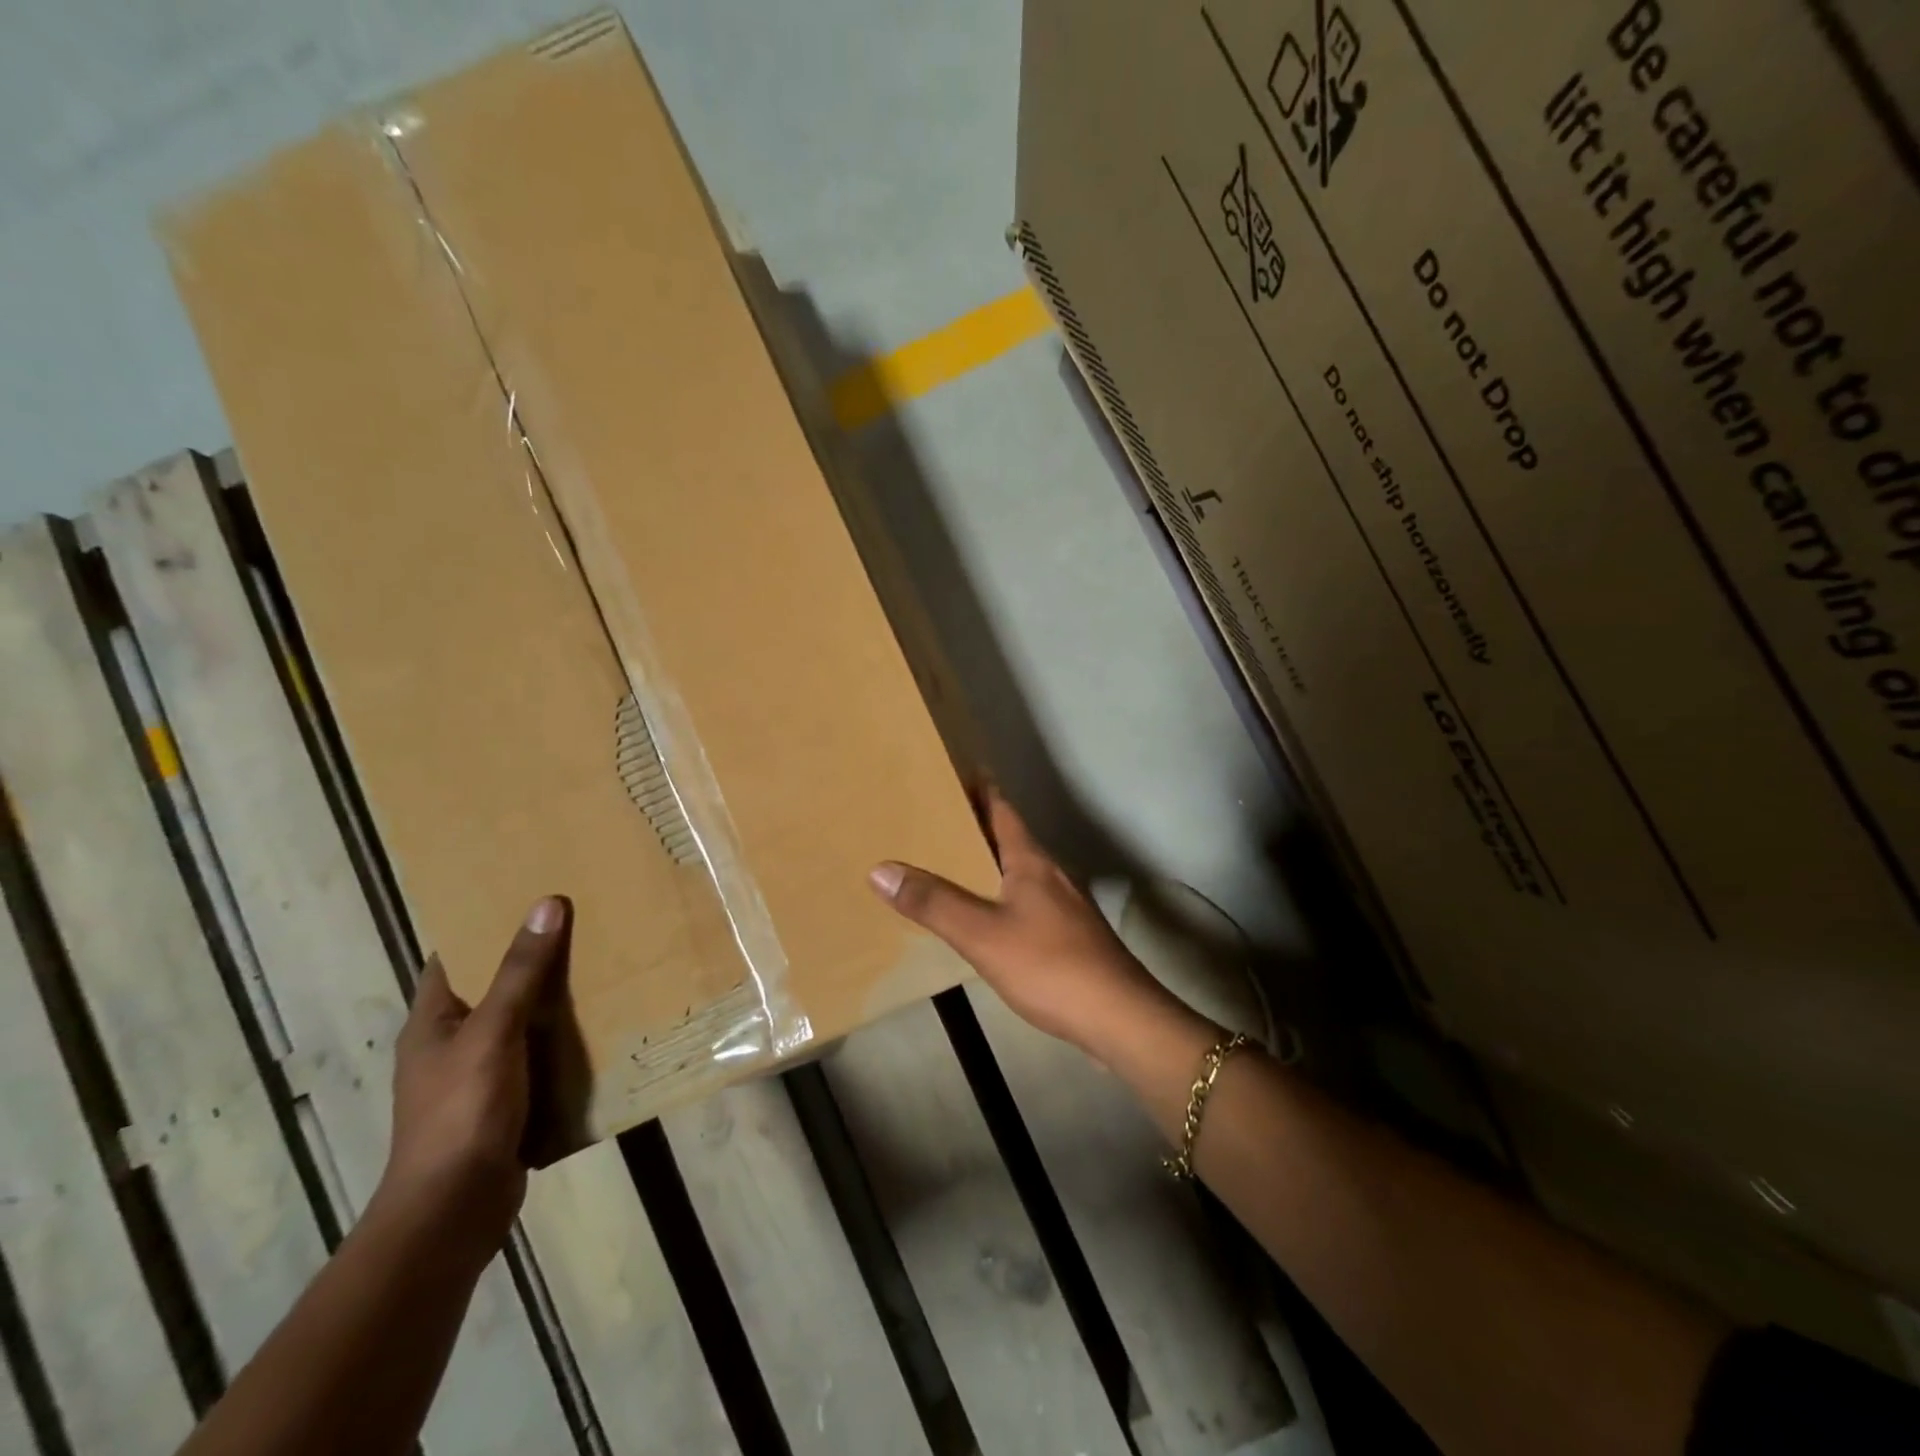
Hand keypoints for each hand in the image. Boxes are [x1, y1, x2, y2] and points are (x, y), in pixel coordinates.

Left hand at [373, 896, 569, 1252]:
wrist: (454, 1210)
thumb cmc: (462, 1112)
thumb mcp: (494, 1033)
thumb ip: (521, 972)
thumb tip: (547, 905)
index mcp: (433, 1022)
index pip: (453, 958)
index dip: (483, 925)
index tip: (527, 896)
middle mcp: (452, 1044)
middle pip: (493, 987)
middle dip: (532, 959)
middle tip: (581, 923)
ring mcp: (478, 1077)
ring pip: (521, 1024)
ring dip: (554, 1002)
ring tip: (601, 965)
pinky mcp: (506, 1104)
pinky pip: (538, 1058)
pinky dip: (564, 1042)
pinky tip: (601, 1026)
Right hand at [868, 788, 1164, 1052]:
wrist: (1118, 1016)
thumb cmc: (1049, 965)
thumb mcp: (981, 934)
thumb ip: (933, 902)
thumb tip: (881, 869)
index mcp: (1031, 861)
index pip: (1003, 809)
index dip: (980, 788)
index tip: (954, 771)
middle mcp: (1051, 874)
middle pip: (1010, 837)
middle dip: (977, 825)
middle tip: (935, 818)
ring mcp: (1065, 905)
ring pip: (1020, 871)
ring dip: (989, 861)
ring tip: (952, 864)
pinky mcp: (1070, 935)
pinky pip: (1028, 901)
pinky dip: (1001, 895)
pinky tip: (986, 917)